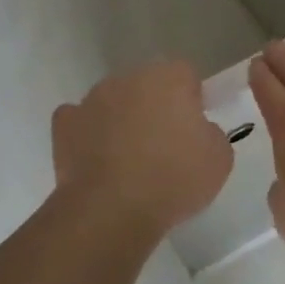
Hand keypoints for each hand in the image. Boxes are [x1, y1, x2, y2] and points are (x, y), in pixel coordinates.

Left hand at [51, 60, 233, 239]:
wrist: (112, 209)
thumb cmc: (174, 178)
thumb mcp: (219, 159)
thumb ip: (211, 133)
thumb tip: (197, 130)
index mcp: (169, 78)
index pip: (185, 74)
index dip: (191, 98)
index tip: (194, 127)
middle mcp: (128, 79)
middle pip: (146, 85)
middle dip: (154, 106)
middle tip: (164, 144)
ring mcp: (91, 99)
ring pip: (112, 101)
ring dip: (121, 119)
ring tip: (128, 159)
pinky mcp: (64, 124)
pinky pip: (79, 120)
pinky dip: (88, 134)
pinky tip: (96, 158)